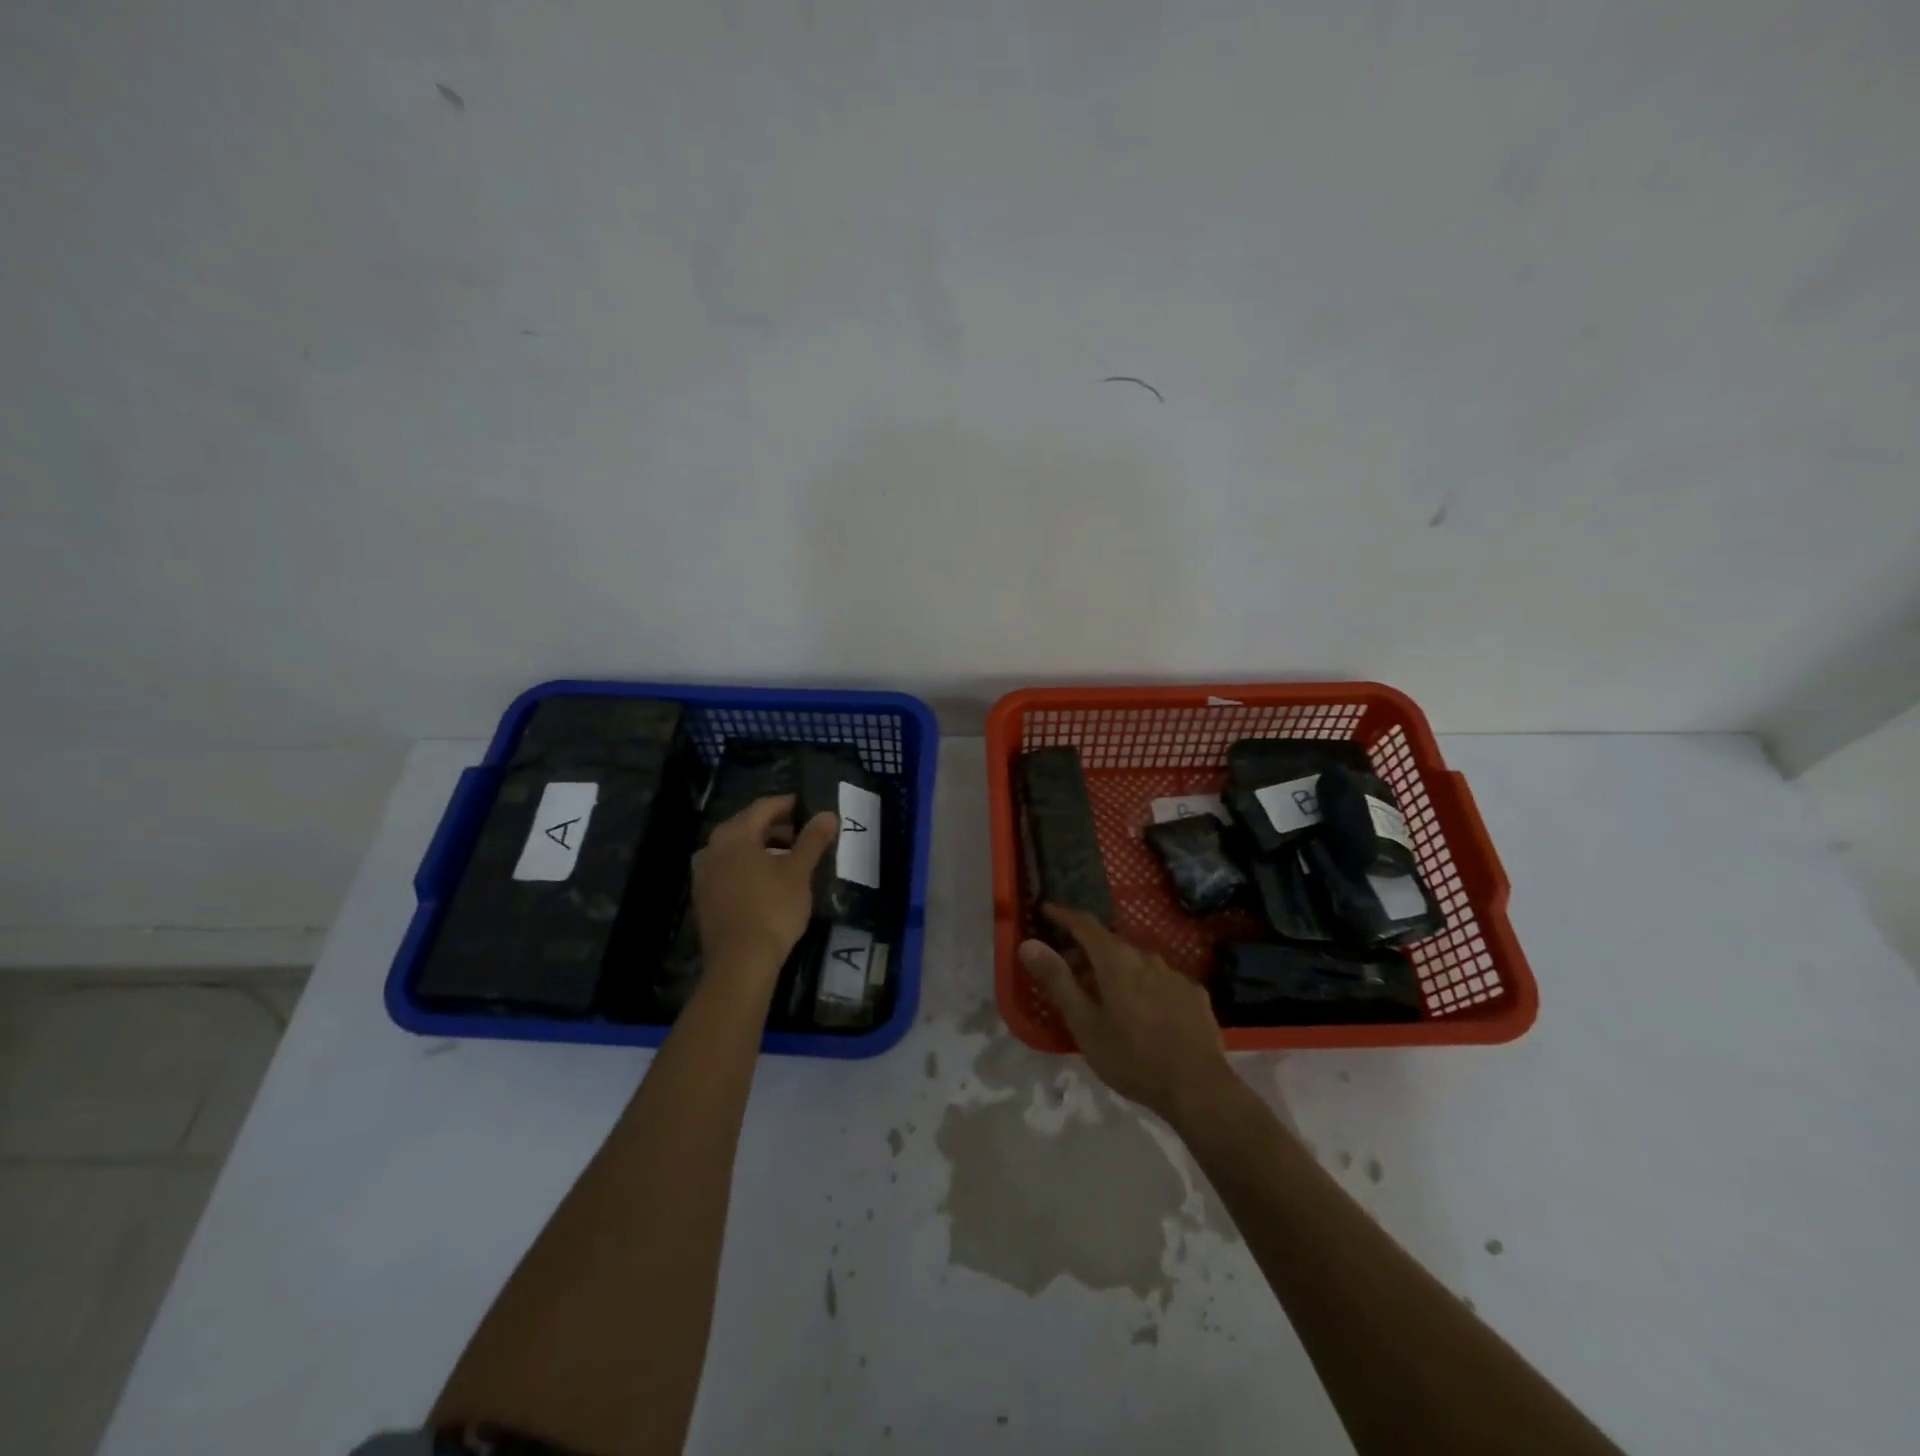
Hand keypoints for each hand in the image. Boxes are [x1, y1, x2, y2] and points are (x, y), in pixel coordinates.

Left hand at [692, 795, 837, 979]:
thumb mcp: (799, 872)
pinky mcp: (704, 898)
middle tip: (804, 832)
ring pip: (737, 849)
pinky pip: (729, 870)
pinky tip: (769, 880)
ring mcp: (703, 874)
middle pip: (747, 826)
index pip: (763, 807)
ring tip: (791, 857)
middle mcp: (711, 848)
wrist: (740, 963)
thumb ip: (813, 840)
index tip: (809, 808)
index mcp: (733, 835)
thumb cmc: (772, 909)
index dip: (788, 804)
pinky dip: (749, 867)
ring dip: (763, 847)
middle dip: (776, 826)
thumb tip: (827, 814)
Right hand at [1019, 905, 1235, 1125]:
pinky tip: (1145, 1012)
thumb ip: (1057, 980)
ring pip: (1138, 962)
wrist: (1197, 1087)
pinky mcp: (1195, 994)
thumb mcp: (1084, 1024)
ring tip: (1106, 995)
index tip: (1047, 910)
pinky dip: (1145, 986)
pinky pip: (1161, 980)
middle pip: (1111, 944)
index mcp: (1116, 960)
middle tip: (1070, 969)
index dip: (1064, 915)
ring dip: (1117, 969)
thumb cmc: (1132, 1057)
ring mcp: (1174, 974)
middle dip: (1087, 951)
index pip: (1085, 925)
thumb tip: (1029, 944)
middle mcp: (1147, 957)